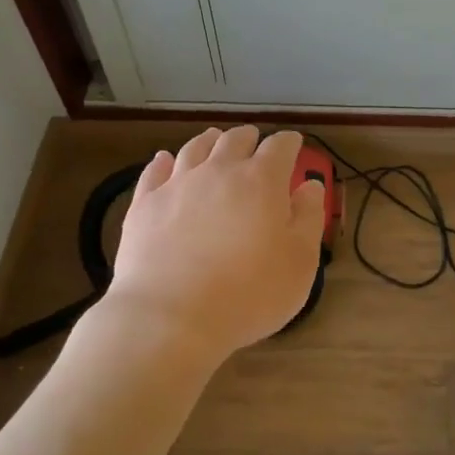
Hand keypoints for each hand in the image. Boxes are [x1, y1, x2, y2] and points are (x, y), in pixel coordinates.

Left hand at [102, 126, 325, 363]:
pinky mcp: (144, 205)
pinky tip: (164, 161)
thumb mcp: (300, 262)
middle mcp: (219, 171)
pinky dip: (163, 161)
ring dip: (209, 141)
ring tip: (214, 140)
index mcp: (261, 180)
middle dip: (249, 137)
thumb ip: (309, 218)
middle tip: (255, 141)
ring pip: (195, 148)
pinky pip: (154, 171)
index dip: (290, 143)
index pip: (280, 147)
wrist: (170, 317)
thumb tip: (310, 186)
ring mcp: (177, 185)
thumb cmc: (249, 293)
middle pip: (235, 140)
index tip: (294, 145)